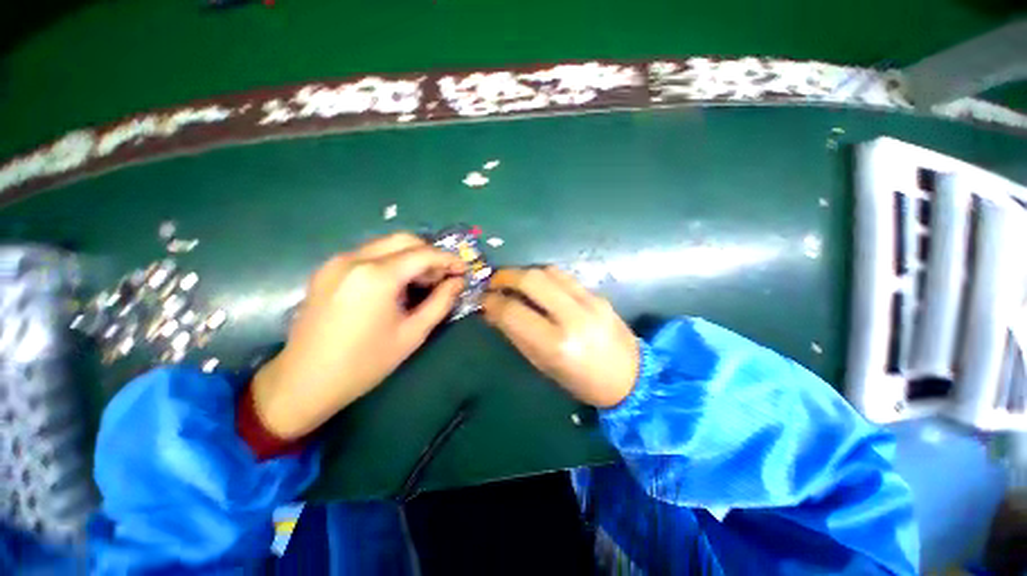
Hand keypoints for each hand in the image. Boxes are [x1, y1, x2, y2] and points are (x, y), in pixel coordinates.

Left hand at [252, 233, 465, 438]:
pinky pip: (368, 254)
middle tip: (442, 277)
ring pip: (385, 244)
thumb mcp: (412, 334)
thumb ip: (440, 302)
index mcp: (377, 275)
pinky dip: (390, 262)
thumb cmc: (365, 363)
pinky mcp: (327, 270)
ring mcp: (337, 261)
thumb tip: (457, 282)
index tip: (463, 271)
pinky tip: (396, 285)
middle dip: (429, 254)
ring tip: (422, 283)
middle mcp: (355, 258)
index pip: (423, 254)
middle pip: (404, 240)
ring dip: (410, 257)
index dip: (448, 259)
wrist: (304, 381)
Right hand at [482, 267, 638, 407]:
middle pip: (532, 280)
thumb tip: (493, 311)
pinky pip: (565, 276)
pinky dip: (545, 277)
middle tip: (494, 282)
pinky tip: (538, 286)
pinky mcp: (598, 295)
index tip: (483, 299)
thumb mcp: (544, 365)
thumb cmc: (581, 381)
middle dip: (506, 276)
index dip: (493, 302)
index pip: (514, 312)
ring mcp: (589, 302)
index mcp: (556, 344)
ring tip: (514, 282)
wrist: (631, 378)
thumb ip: (517, 335)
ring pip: (549, 271)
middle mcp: (573, 317)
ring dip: (525, 272)